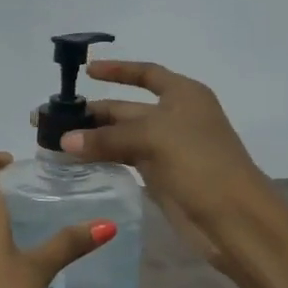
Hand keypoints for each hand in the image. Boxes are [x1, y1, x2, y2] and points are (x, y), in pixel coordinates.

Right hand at [53, 60, 265, 270]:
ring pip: (122, 136)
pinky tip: (78, 161)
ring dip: (93, 138)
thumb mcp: (154, 138)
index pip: (146, 73)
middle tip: (53, 119)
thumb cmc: (201, 163)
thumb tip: (65, 140)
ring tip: (57, 142)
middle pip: (127, 108)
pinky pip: (125, 159)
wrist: (234, 217)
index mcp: (183, 95)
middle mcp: (175, 117)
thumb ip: (107, 138)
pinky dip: (103, 158)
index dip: (118, 70)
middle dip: (93, 112)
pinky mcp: (160, 175)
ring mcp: (167, 147)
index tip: (87, 72)